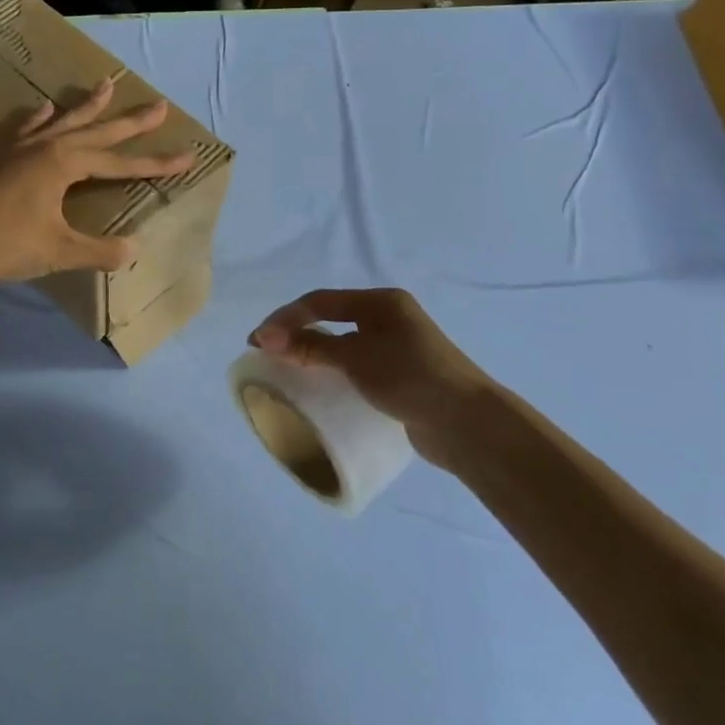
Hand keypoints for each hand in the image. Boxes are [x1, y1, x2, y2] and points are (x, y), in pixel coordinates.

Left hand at [0, 78, 194, 285]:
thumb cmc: (5, 243)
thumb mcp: (59, 251)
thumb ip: (99, 250)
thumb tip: (133, 249)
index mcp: (65, 164)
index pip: (120, 162)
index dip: (155, 163)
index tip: (187, 158)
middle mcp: (46, 147)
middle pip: (97, 131)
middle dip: (130, 121)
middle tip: (158, 105)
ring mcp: (19, 149)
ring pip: (63, 121)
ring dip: (87, 106)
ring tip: (106, 86)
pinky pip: (25, 130)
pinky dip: (39, 118)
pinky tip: (44, 108)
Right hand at [251, 289, 492, 469]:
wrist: (467, 423)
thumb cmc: (409, 377)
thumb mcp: (355, 358)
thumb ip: (311, 346)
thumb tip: (266, 338)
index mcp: (381, 302)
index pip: (321, 301)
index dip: (285, 318)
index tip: (257, 341)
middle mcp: (390, 318)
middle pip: (331, 318)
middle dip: (296, 331)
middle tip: (266, 352)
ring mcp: (398, 347)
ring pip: (344, 342)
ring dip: (314, 351)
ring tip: (287, 367)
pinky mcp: (401, 375)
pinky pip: (357, 364)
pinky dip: (334, 368)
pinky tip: (322, 383)